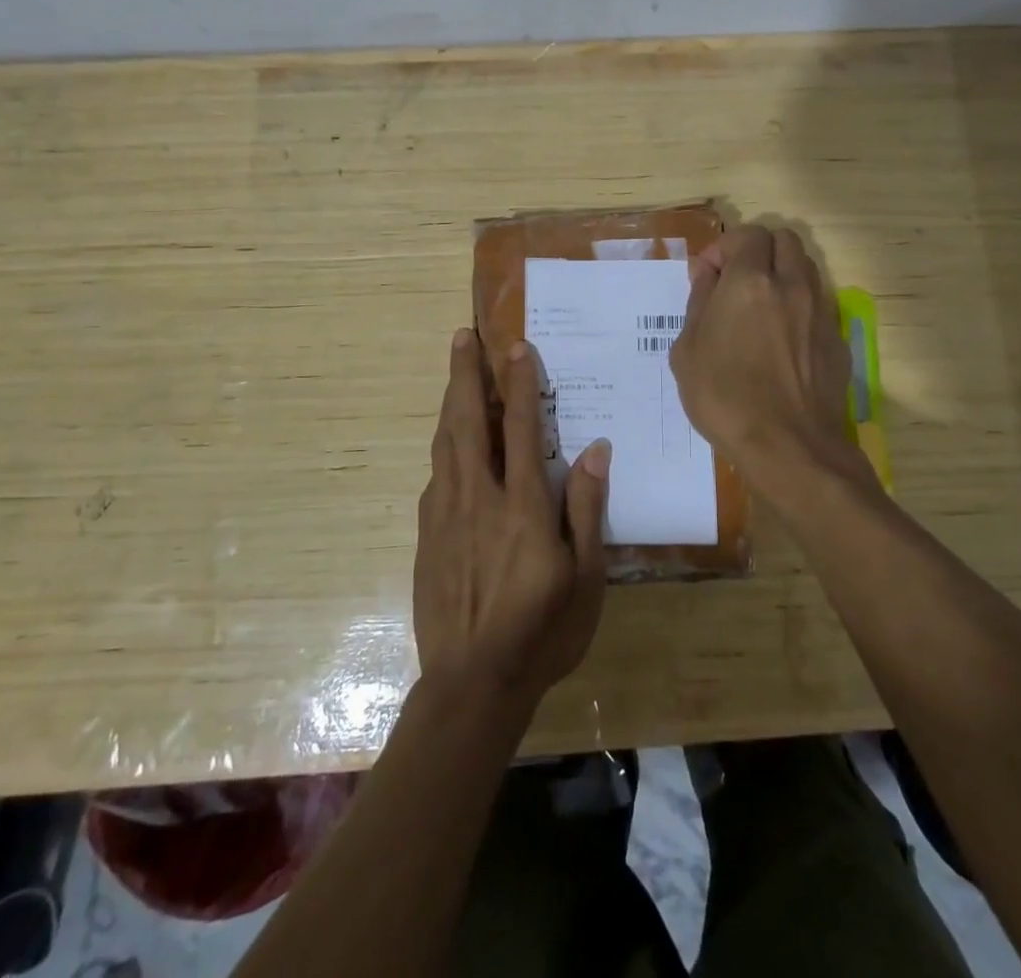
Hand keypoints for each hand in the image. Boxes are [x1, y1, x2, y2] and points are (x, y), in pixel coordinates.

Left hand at [413, 329, 610, 705]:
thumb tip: (595, 451)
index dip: (520, 383)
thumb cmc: (541, 632)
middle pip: (469, 422)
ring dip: (450, 401)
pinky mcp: (426, 535)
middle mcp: (478, 499)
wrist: (471, 685)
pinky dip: (443, 446)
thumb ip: (587, 511)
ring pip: (445, 443)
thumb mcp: (584, 579)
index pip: (523, 429)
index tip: (516, 346)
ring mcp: (445, 515)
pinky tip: (447, 442)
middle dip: (466, 374)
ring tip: (454, 372)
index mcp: (522, 507)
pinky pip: (435, 476)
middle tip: (462, 336)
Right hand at [669, 225, 855, 485]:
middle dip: (758, 250)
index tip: (707, 277)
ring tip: (759, 306)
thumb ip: (699, 302)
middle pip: (784, 240)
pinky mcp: (836, 338)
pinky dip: (798, 304)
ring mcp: (819, 311)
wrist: (789, 446)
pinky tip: (781, 339)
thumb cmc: (725, 398)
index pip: (747, 234)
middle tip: (735, 281)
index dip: (723, 248)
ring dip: (781, 273)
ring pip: (805, 267)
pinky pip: (817, 303)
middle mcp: (791, 285)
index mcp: (749, 282)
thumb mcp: (687, 351)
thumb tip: (707, 276)